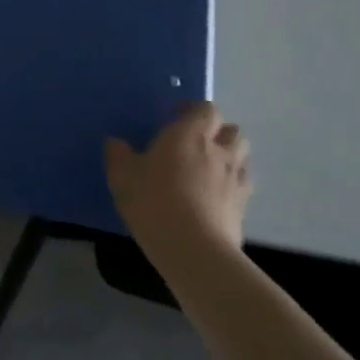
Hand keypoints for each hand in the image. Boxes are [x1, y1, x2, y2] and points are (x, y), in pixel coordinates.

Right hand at [105, 101, 250, 274]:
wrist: (194, 250)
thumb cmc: (154, 201)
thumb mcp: (122, 175)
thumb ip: (118, 154)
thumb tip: (116, 142)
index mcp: (188, 135)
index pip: (205, 109)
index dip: (193, 110)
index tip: (175, 116)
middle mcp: (218, 151)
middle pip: (232, 130)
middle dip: (217, 131)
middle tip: (195, 141)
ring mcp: (235, 180)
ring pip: (242, 156)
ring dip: (229, 155)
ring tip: (207, 167)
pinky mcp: (243, 208)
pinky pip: (242, 185)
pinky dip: (231, 184)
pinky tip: (213, 196)